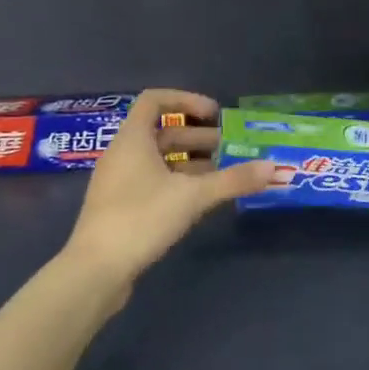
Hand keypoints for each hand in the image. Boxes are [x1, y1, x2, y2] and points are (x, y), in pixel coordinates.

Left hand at [65, 89, 272, 282]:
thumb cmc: (141, 218)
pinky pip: (152, 181)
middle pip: (161, 132)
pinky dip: (177, 182)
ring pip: (158, 160)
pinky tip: (199, 200)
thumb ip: (233, 180)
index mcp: (132, 139)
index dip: (186, 100)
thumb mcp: (193, 196)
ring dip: (190, 161)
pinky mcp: (120, 207)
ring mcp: (118, 182)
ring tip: (222, 174)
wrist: (96, 270)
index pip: (155, 100)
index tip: (215, 114)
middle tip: (229, 148)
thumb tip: (273, 167)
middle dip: (197, 136)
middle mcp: (122, 154)